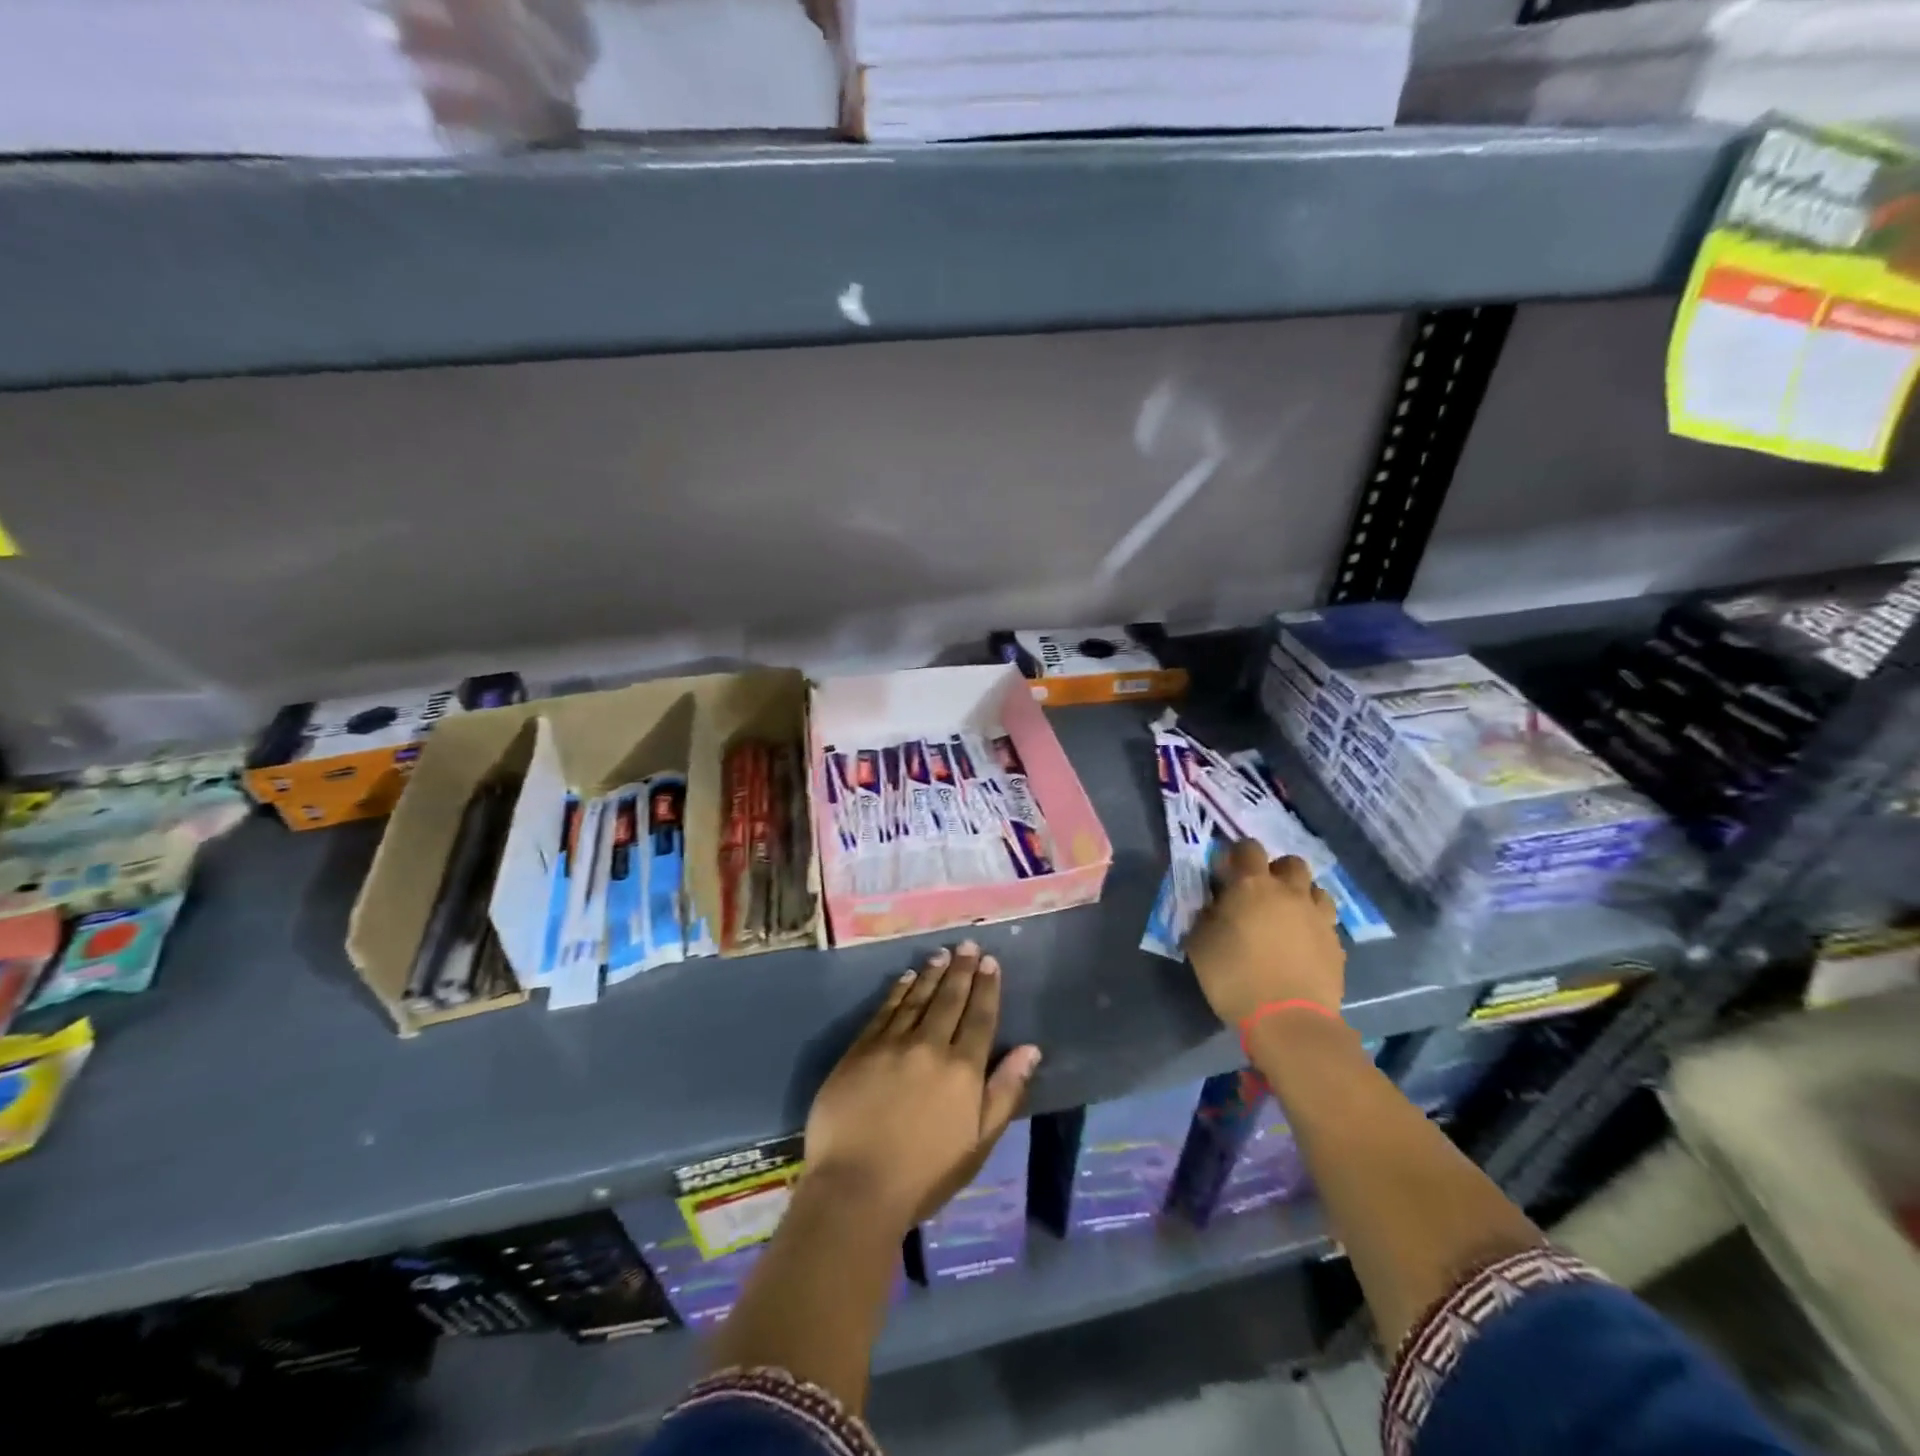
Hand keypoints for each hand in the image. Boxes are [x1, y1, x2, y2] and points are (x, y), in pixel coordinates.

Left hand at [804, 943, 1041, 1234]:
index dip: (987, 987)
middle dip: (962, 970)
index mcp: (963, 1070)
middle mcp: (930, 1046)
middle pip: (950, 999)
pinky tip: (906, 978)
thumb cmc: (925, 1175)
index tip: (990, 962)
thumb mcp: (978, 1143)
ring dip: (932, 974)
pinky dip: (899, 990)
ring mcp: (892, 1044)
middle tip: (969, 945)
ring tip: (942, 955)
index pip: (980, 1017)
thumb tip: (1030, 1049)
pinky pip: (885, 1009)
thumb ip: (1005, 1092)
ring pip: (918, 998)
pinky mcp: (861, 1049)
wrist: (855, 1187)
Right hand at [1184, 841, 1344, 1026]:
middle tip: (1261, 893)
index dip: (1238, 854)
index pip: (1248, 848)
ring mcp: (1318, 918)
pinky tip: (1302, 946)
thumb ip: (1205, 916)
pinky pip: (1325, 923)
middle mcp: (1290, 892)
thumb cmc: (1234, 977)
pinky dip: (1313, 926)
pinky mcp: (1336, 945)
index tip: (1227, 871)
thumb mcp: (1200, 944)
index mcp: (1252, 885)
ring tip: (1286, 917)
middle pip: (1291, 863)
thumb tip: (1213, 907)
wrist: (1288, 1021)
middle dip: (1276, 871)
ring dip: (1301, 896)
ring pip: (1316, 890)